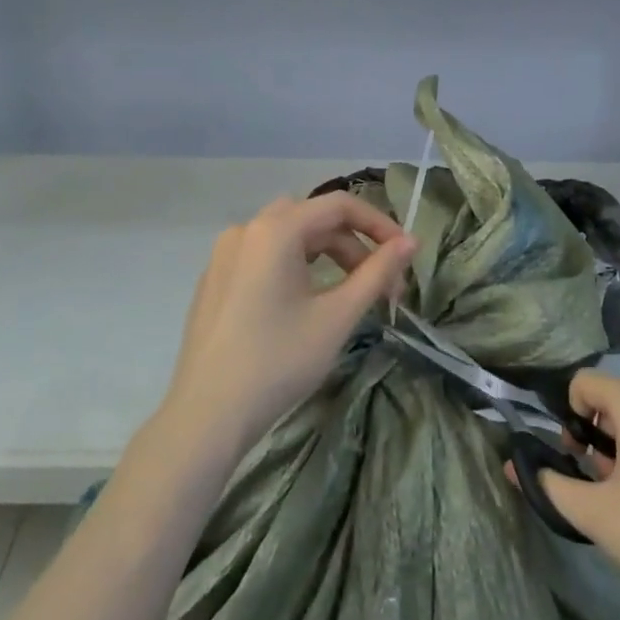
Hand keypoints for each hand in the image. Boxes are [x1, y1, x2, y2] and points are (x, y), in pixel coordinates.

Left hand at [159, 192, 415, 457]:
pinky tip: (306, 303)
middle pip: (313, 219)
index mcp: (275, 230)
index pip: (339, 205)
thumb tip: (411, 242)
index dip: (379, 224)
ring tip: (350, 294)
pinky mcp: (215, 279)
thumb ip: (377, 272)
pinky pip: (263, 256)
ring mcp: (225, 254)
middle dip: (354, 244)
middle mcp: (246, 229)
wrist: (207, 414)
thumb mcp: (337, 316)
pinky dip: (295, 266)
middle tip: (382, 285)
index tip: (405, 254)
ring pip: (288, 236)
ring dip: (326, 255)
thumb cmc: (279, 361)